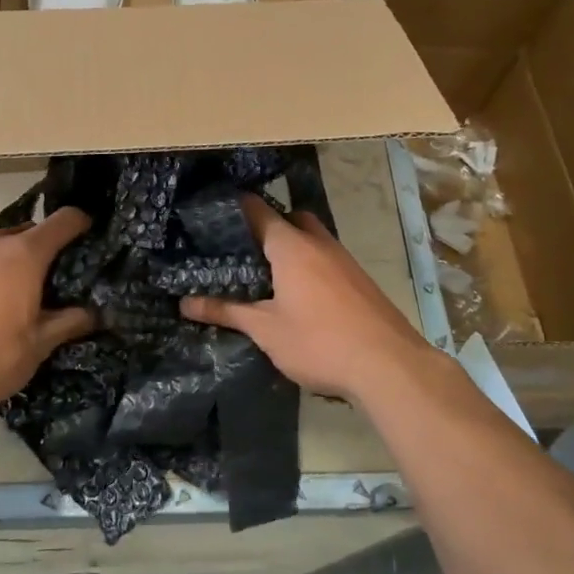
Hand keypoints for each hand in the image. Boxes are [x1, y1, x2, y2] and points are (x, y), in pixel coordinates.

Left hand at [0, 207, 96, 413]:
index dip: (82, 223)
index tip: (92, 236)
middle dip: (49, 246)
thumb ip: (70, 321)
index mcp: (25, 254)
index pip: (63, 220)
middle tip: (60, 275)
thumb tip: (94, 314)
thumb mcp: (41, 343)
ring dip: (19, 258)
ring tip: (27, 290)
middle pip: (32, 230)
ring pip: (4, 245)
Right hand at [181, 194, 432, 403]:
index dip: (234, 208)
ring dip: (292, 246)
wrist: (389, 365)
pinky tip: (301, 294)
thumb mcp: (266, 330)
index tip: (213, 215)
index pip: (258, 210)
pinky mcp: (360, 279)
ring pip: (312, 237)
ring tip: (267, 273)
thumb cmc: (319, 342)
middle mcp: (319, 243)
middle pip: (290, 218)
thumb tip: (184, 303)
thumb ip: (226, 311)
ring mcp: (344, 259)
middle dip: (268, 226)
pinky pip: (328, 258)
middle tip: (242, 249)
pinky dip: (311, 264)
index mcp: (291, 246)